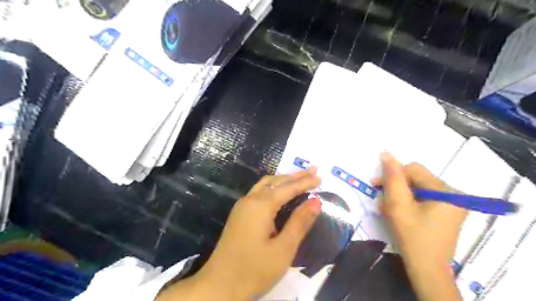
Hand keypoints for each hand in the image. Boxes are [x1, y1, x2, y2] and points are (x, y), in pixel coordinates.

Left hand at [157, 168, 319, 299]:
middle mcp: (250, 199)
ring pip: (265, 184)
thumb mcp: (283, 249)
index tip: (320, 176)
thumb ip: (299, 222)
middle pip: (276, 182)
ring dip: (283, 179)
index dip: (305, 182)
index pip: (288, 188)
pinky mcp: (239, 213)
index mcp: (261, 206)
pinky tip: (279, 191)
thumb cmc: (254, 270)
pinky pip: (259, 191)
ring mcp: (242, 205)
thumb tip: (316, 201)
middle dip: (295, 176)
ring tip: (299, 176)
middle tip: (313, 170)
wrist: (218, 285)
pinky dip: (273, 186)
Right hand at [374, 153, 466, 300]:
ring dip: (400, 195)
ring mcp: (453, 204)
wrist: (426, 269)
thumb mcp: (397, 205)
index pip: (414, 169)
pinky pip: (424, 198)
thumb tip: (386, 153)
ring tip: (389, 209)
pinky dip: (409, 202)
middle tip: (382, 200)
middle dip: (396, 187)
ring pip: (418, 188)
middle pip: (417, 179)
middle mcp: (454, 194)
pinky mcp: (447, 211)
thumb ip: (392, 178)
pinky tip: (400, 212)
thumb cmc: (411, 237)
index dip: (393, 175)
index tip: (376, 186)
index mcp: (446, 191)